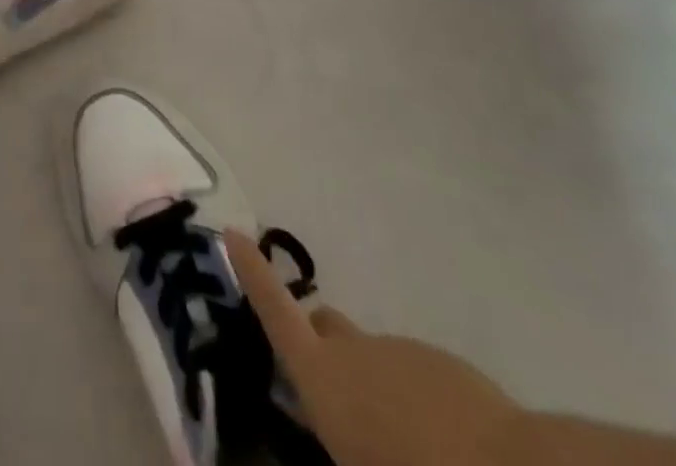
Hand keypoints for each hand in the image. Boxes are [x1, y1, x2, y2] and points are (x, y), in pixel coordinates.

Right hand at [225, 231, 520, 465]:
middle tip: (332, 391)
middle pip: (323, 327)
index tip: (232, 232)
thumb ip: (336, 440)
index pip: (275, 313)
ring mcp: (400, 351)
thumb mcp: (352, 460)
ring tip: (400, 445)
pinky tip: (440, 446)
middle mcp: (354, 353)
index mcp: (324, 381)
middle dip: (318, 345)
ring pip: (372, 357)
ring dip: (373, 385)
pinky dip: (413, 399)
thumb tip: (333, 429)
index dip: (251, 274)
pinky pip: (413, 374)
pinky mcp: (443, 363)